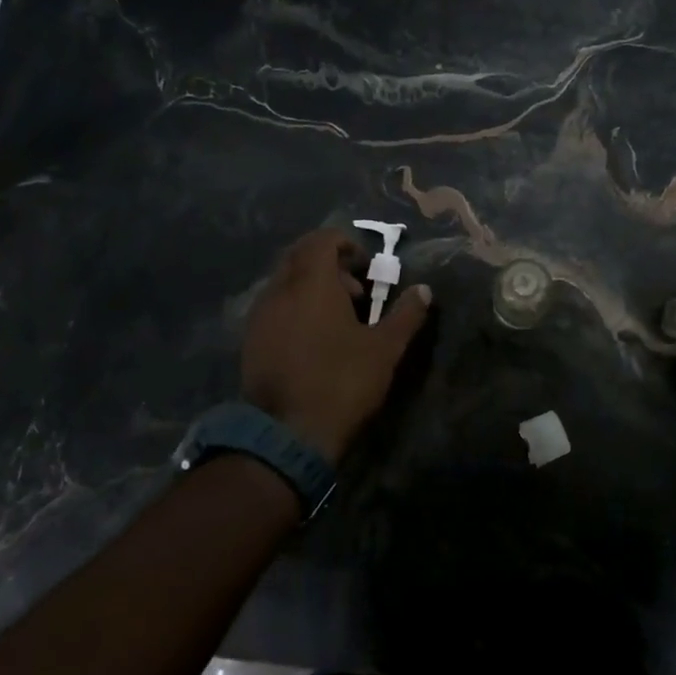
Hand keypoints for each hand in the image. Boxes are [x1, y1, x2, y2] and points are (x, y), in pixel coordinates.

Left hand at [241, 229, 430, 462]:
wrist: (288, 434)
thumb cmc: (342, 382)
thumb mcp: (385, 349)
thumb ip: (406, 315)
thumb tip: (423, 291)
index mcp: (311, 283)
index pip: (322, 240)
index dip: (347, 244)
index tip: (368, 266)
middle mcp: (279, 290)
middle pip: (300, 257)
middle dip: (331, 265)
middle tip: (357, 292)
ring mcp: (260, 315)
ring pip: (286, 282)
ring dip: (313, 287)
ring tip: (340, 319)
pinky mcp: (251, 340)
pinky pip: (276, 307)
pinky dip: (297, 308)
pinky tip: (316, 339)